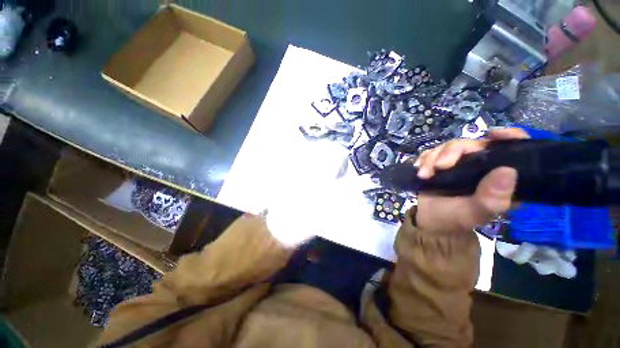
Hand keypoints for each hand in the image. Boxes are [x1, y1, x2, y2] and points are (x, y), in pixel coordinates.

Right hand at [413, 128, 529, 233]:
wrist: (429, 220)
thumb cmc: (455, 219)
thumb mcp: (475, 213)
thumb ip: (491, 198)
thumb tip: (507, 171)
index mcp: (499, 176)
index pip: (511, 149)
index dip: (508, 136)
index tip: (492, 135)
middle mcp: (481, 165)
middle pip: (471, 144)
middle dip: (451, 152)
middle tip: (439, 167)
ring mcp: (459, 163)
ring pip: (448, 146)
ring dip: (432, 158)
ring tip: (424, 175)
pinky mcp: (439, 164)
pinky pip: (431, 152)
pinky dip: (423, 160)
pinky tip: (420, 171)